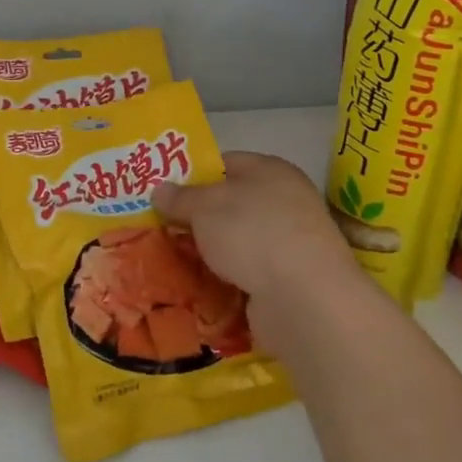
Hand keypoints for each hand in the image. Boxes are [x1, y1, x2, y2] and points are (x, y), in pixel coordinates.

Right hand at [154, 152, 362, 353]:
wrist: (303, 298)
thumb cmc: (253, 233)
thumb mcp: (205, 207)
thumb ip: (180, 197)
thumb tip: (159, 189)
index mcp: (270, 171)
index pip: (225, 163)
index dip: (193, 175)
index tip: (163, 193)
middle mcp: (285, 201)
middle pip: (230, 204)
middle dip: (196, 218)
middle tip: (159, 228)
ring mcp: (289, 243)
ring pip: (236, 242)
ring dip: (208, 252)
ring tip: (170, 261)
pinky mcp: (287, 280)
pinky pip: (245, 273)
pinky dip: (224, 279)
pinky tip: (197, 287)